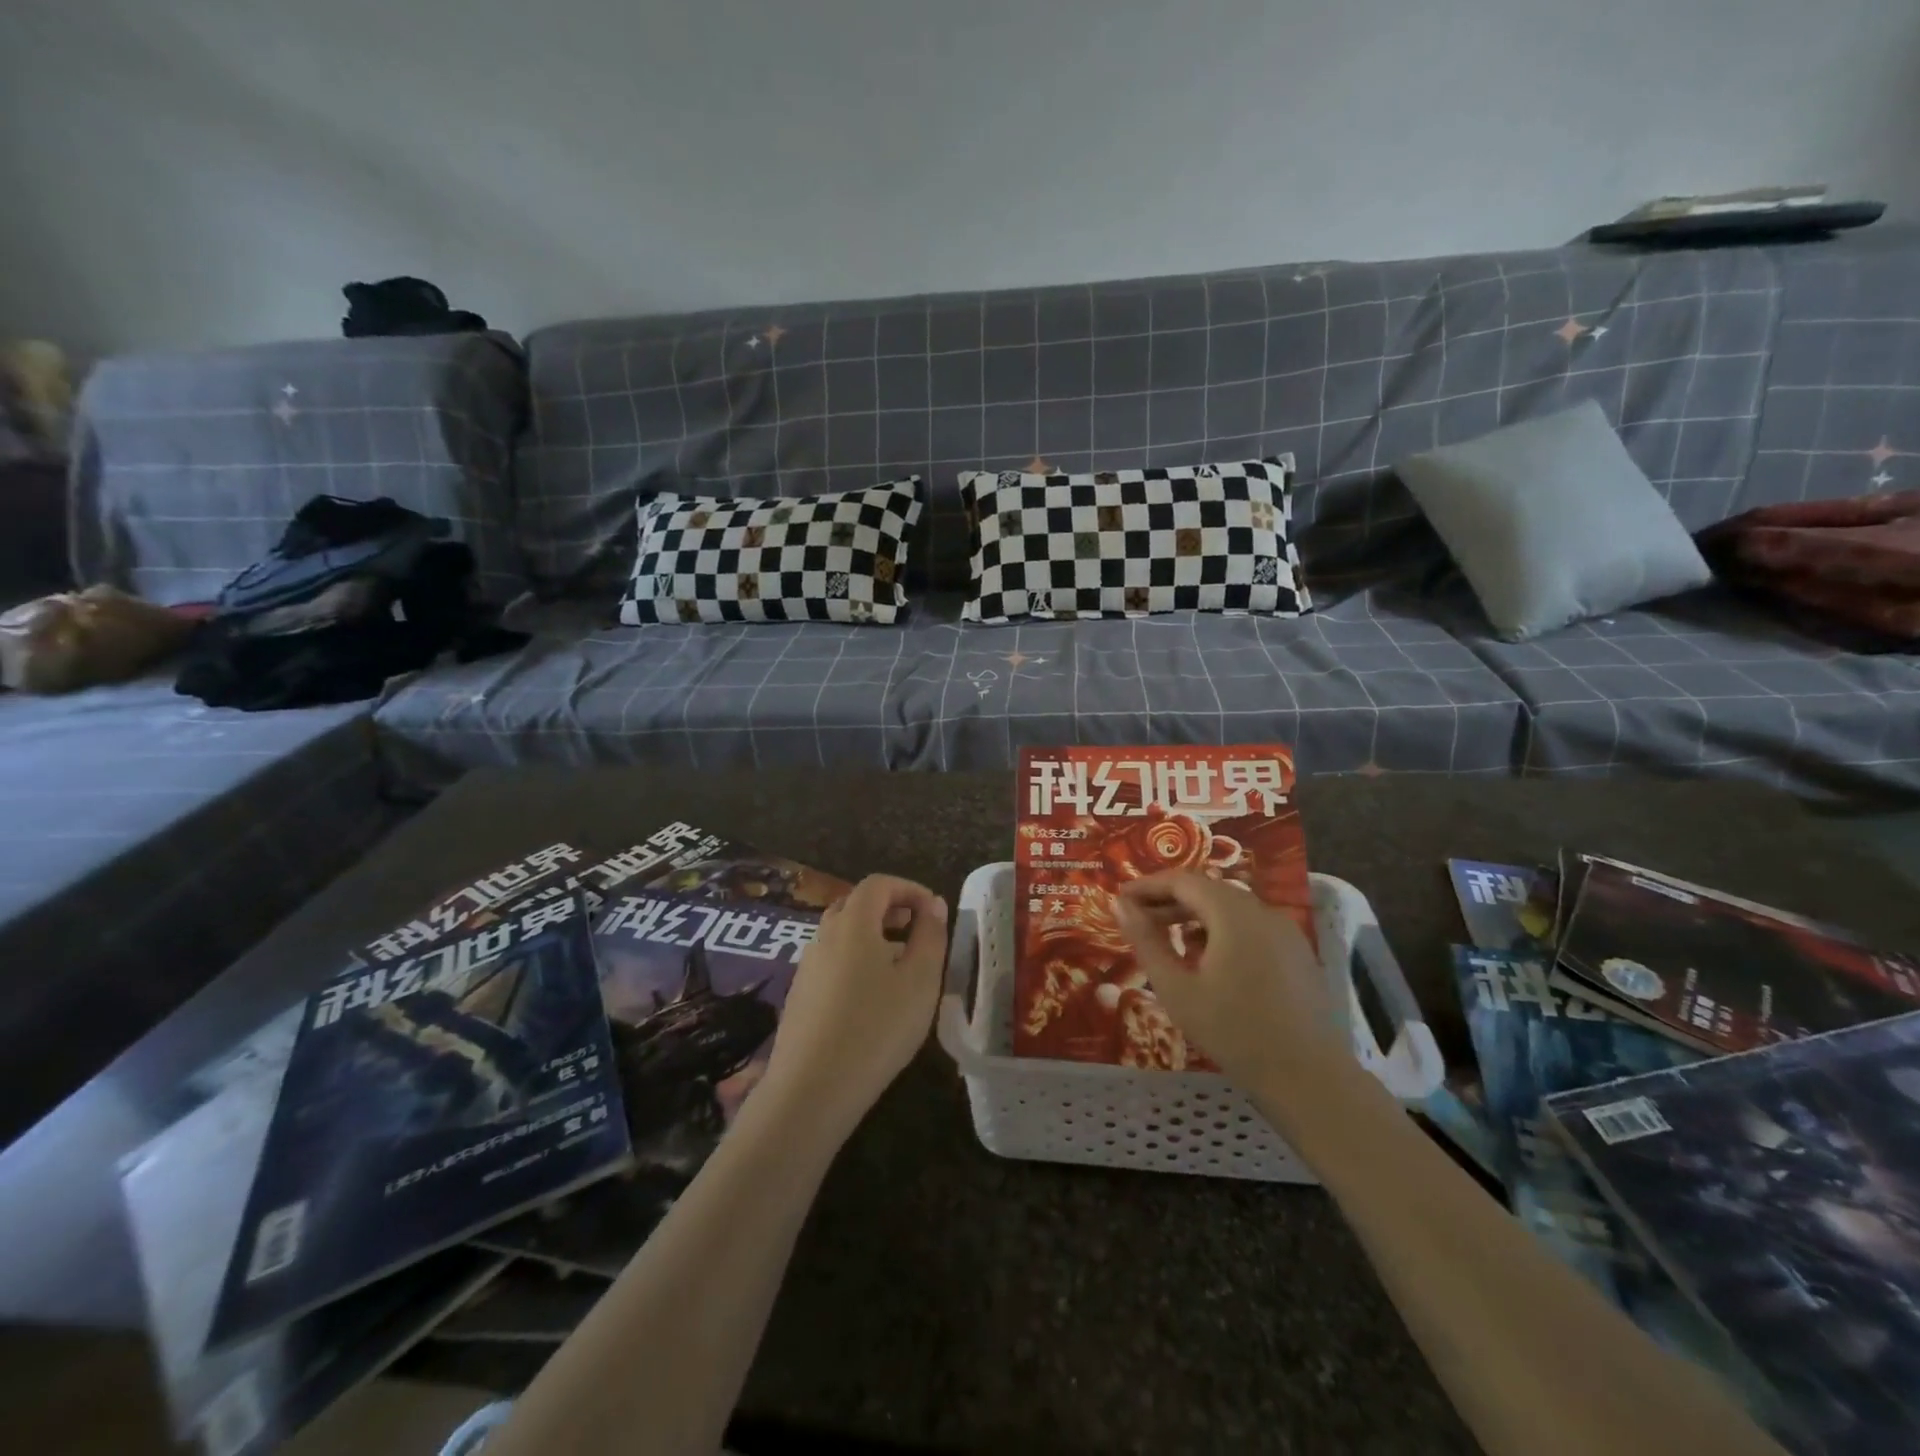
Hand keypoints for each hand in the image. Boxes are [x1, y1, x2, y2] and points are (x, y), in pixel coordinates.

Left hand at [760, 875, 948, 1138]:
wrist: (812, 1089)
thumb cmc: (877, 1028)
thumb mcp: (920, 981)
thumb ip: (930, 936)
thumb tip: (932, 904)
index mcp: (853, 924)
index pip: (878, 884)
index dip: (908, 888)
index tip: (933, 910)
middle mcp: (824, 935)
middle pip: (855, 904)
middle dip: (889, 908)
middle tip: (917, 930)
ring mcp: (806, 966)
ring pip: (841, 934)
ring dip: (872, 936)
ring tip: (900, 965)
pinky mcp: (799, 995)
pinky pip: (831, 961)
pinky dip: (855, 960)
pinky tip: (871, 997)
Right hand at [1112, 872, 1354, 1106]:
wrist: (1310, 1080)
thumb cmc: (1234, 1032)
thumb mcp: (1177, 988)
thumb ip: (1146, 941)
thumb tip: (1120, 905)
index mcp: (1233, 913)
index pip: (1183, 880)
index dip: (1148, 885)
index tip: (1121, 899)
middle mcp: (1262, 911)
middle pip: (1208, 890)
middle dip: (1169, 900)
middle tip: (1138, 920)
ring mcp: (1286, 931)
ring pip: (1231, 908)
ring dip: (1195, 916)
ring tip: (1168, 940)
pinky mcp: (1297, 953)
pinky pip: (1251, 926)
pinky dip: (1222, 930)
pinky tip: (1208, 961)